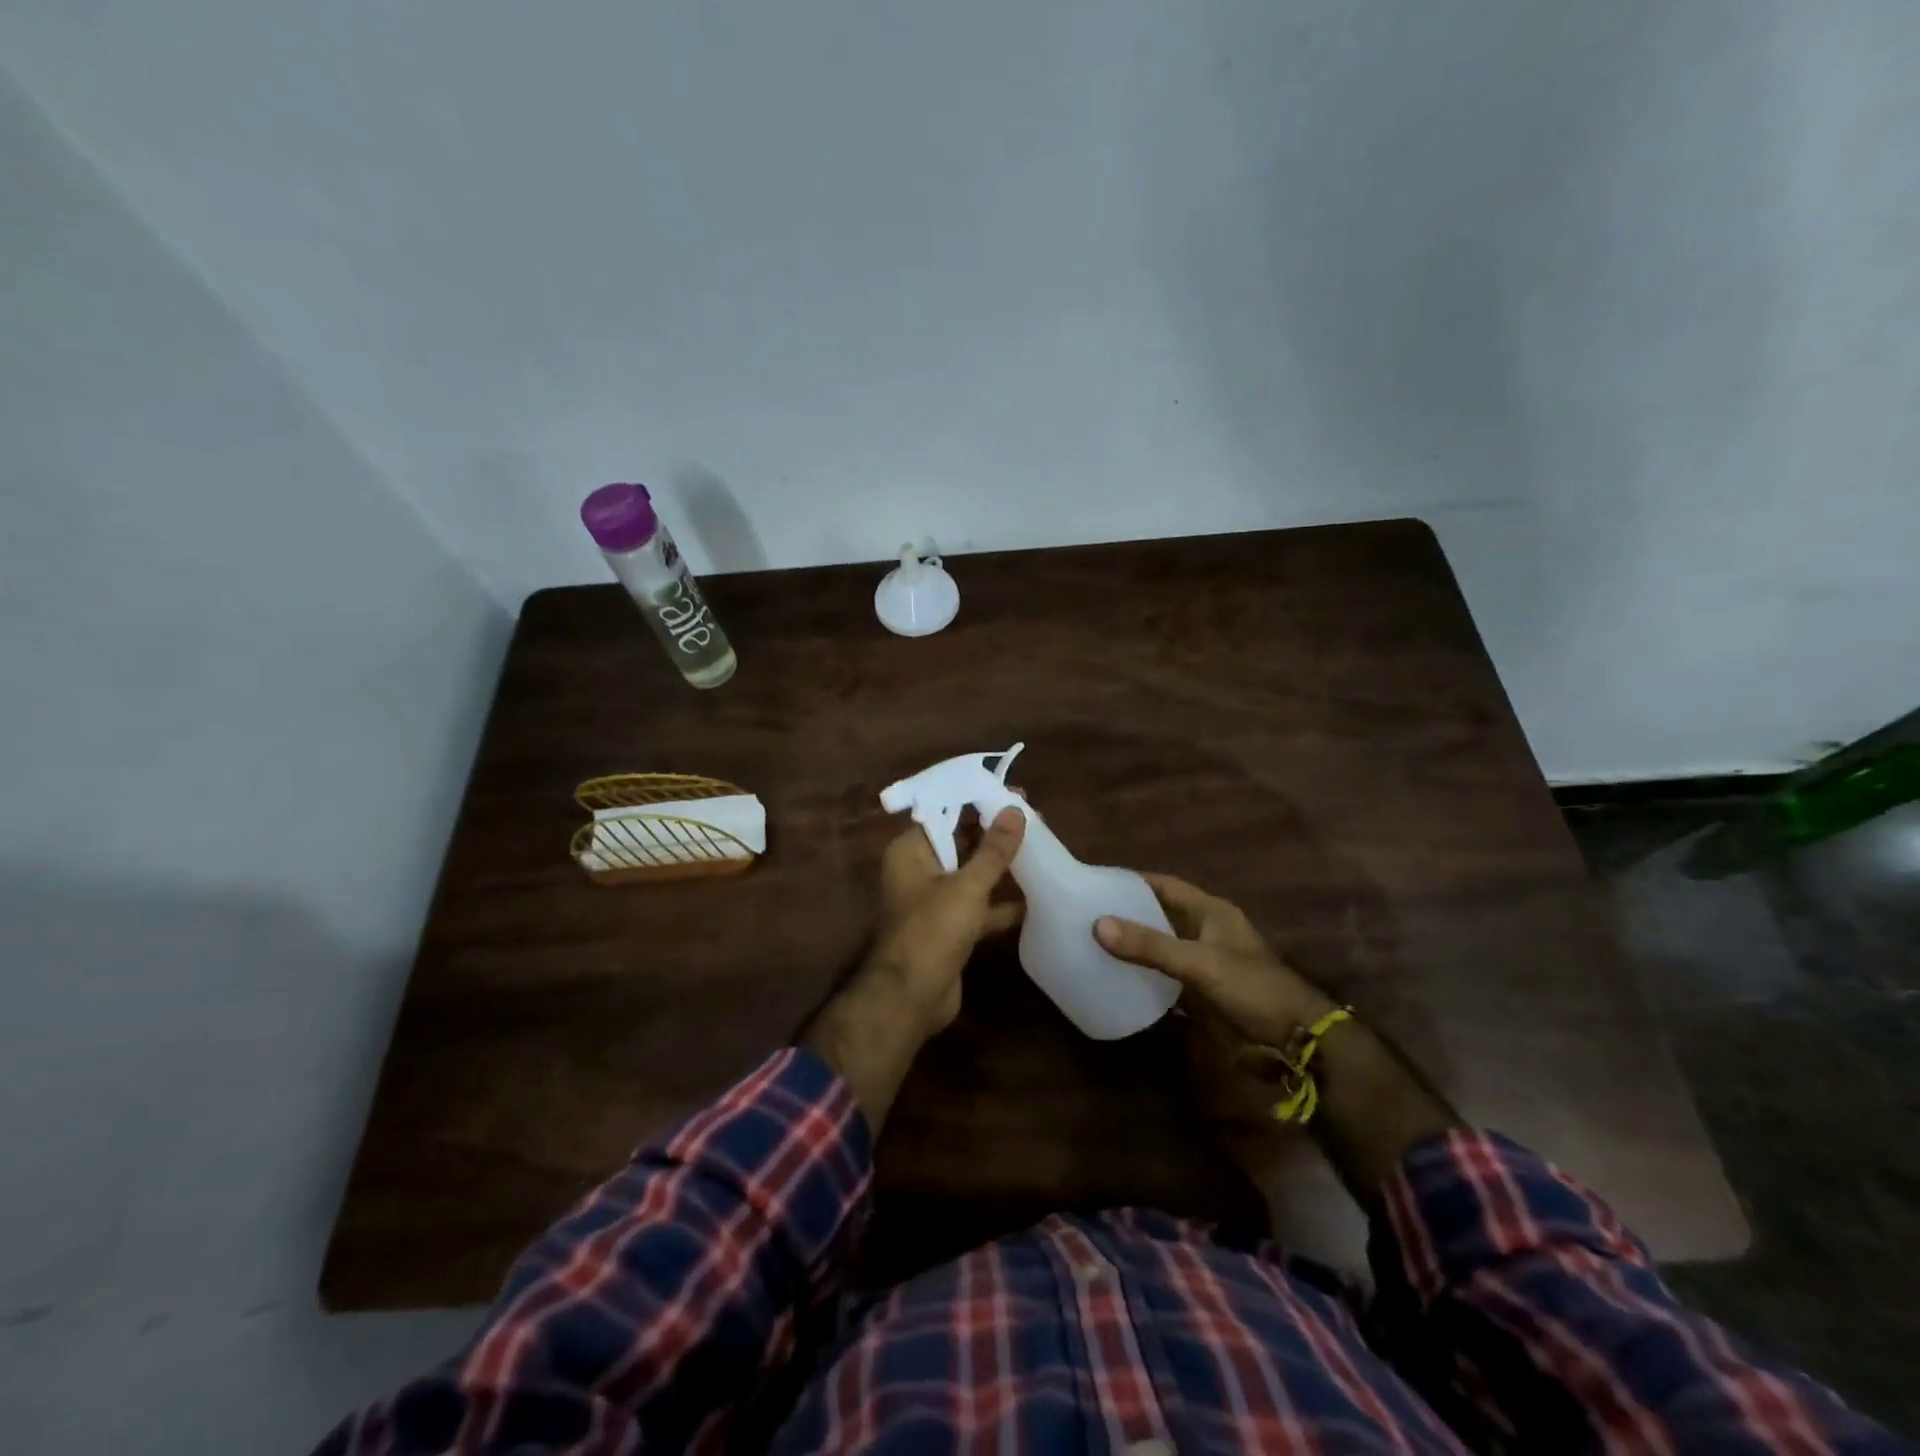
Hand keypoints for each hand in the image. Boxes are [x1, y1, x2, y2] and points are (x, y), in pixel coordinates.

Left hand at [864, 806, 1026, 1038]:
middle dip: (995, 832)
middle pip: (960, 841)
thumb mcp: (967, 886)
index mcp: (911, 851)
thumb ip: (993, 850)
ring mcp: (935, 901)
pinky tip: (1036, 898)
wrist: (910, 999)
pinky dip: (1002, 903)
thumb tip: (1015, 810)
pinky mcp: (951, 928)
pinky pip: (979, 906)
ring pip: (972, 874)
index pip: (945, 812)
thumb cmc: (932, 931)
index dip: (977, 800)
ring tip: (1041, 849)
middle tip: (1035, 818)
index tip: (1013, 793)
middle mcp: (920, 870)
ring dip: (1001, 866)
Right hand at [1095, 874, 1334, 1046]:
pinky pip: (1163, 981)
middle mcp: (1204, 933)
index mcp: (1210, 913)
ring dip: (1132, 948)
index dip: (1133, 881)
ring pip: (1159, 949)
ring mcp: (1202, 965)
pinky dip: (1142, 979)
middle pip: (1158, 916)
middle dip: (1126, 915)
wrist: (1293, 1043)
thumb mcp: (1200, 963)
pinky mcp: (1200, 995)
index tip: (1096, 882)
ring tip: (1090, 945)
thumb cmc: (1251, 989)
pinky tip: (1114, 981)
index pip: (1165, 886)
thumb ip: (1150, 946)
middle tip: (1084, 915)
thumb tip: (1098, 924)